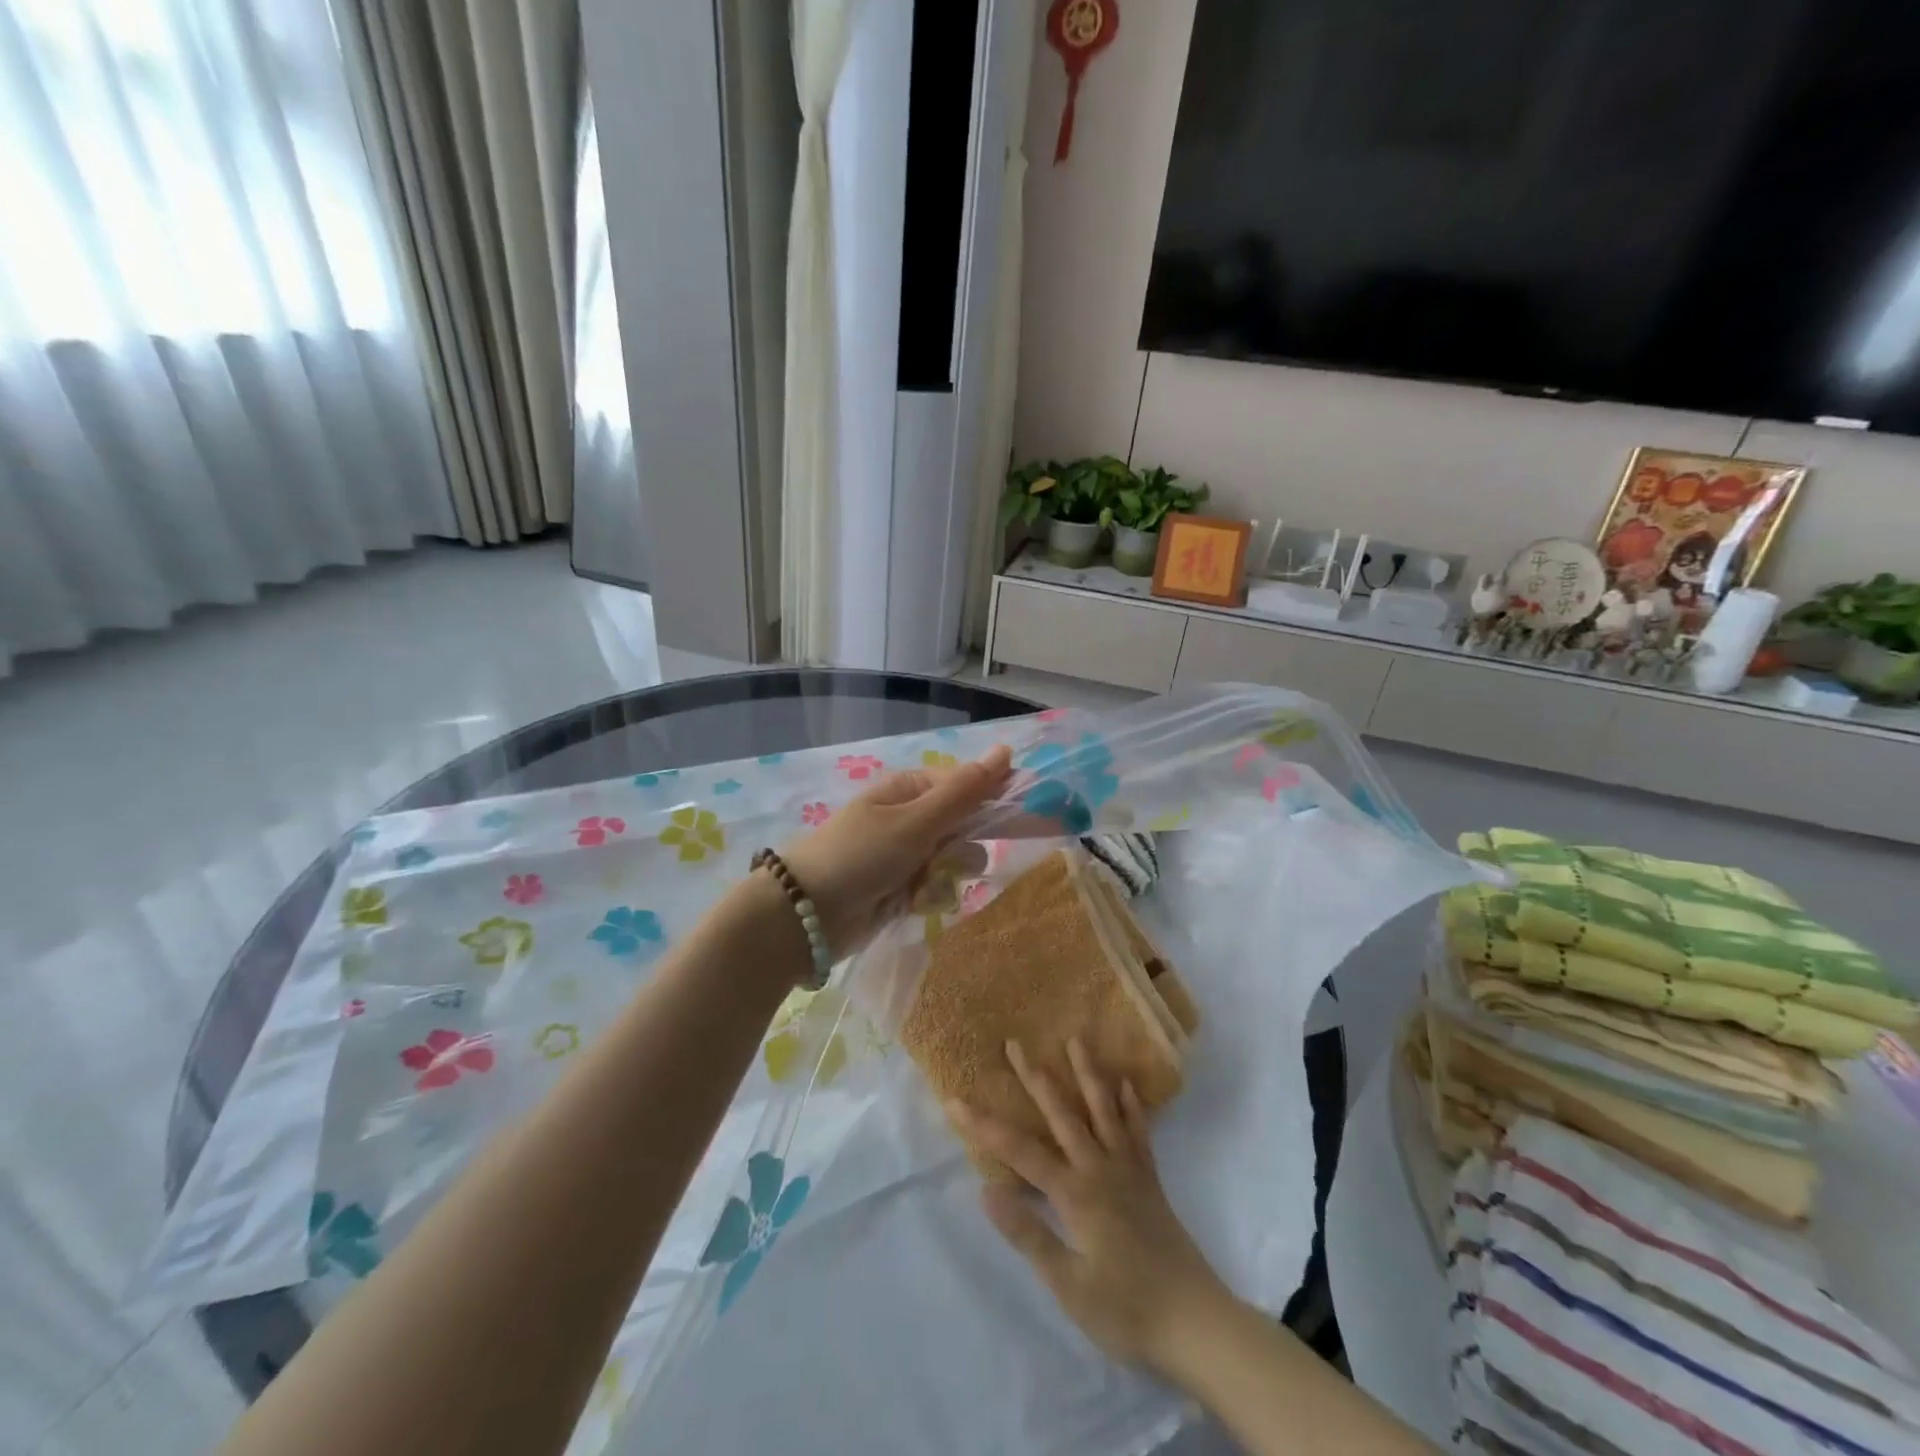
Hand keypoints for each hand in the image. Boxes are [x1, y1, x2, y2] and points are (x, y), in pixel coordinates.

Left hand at [780, 744, 1011, 957]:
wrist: (806, 914)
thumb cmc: (861, 855)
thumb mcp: (916, 821)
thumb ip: (964, 791)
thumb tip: (1006, 750)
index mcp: (913, 789)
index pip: (971, 786)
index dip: (1001, 800)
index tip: (1036, 817)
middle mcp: (913, 818)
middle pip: (967, 827)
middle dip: (963, 849)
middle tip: (950, 862)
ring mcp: (909, 855)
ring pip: (957, 862)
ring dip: (945, 877)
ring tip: (919, 886)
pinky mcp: (904, 888)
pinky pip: (939, 888)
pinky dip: (929, 897)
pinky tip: (911, 904)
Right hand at [952, 1038, 1231, 1374]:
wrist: (1196, 1322)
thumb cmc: (1126, 1310)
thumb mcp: (1069, 1286)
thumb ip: (1029, 1235)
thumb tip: (986, 1190)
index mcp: (1075, 1193)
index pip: (1020, 1152)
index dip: (985, 1126)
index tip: (955, 1100)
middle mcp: (1099, 1169)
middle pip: (1062, 1114)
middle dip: (1034, 1078)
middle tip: (1015, 1043)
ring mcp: (1128, 1170)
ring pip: (1103, 1110)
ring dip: (1087, 1074)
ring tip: (1076, 1040)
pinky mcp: (1150, 1180)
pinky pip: (1138, 1132)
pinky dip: (1131, 1106)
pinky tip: (1126, 1085)